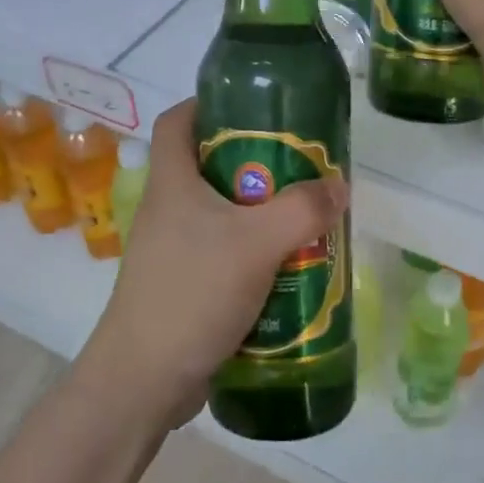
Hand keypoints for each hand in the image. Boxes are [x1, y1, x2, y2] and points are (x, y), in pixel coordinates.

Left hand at [78, 99, 348, 429]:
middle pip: (208, 165)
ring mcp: (172, 249)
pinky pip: (222, 252)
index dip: (208, 103)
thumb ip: (302, 210)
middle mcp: (166, 208)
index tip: (252, 107)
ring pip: (220, 212)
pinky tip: (286, 266)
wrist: (144, 379)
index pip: (177, 120)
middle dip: (254, 162)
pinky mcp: (182, 283)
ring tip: (303, 216)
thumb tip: (339, 186)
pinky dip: (252, 251)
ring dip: (259, 212)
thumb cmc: (192, 293)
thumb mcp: (256, 243)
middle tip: (298, 167)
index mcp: (171, 182)